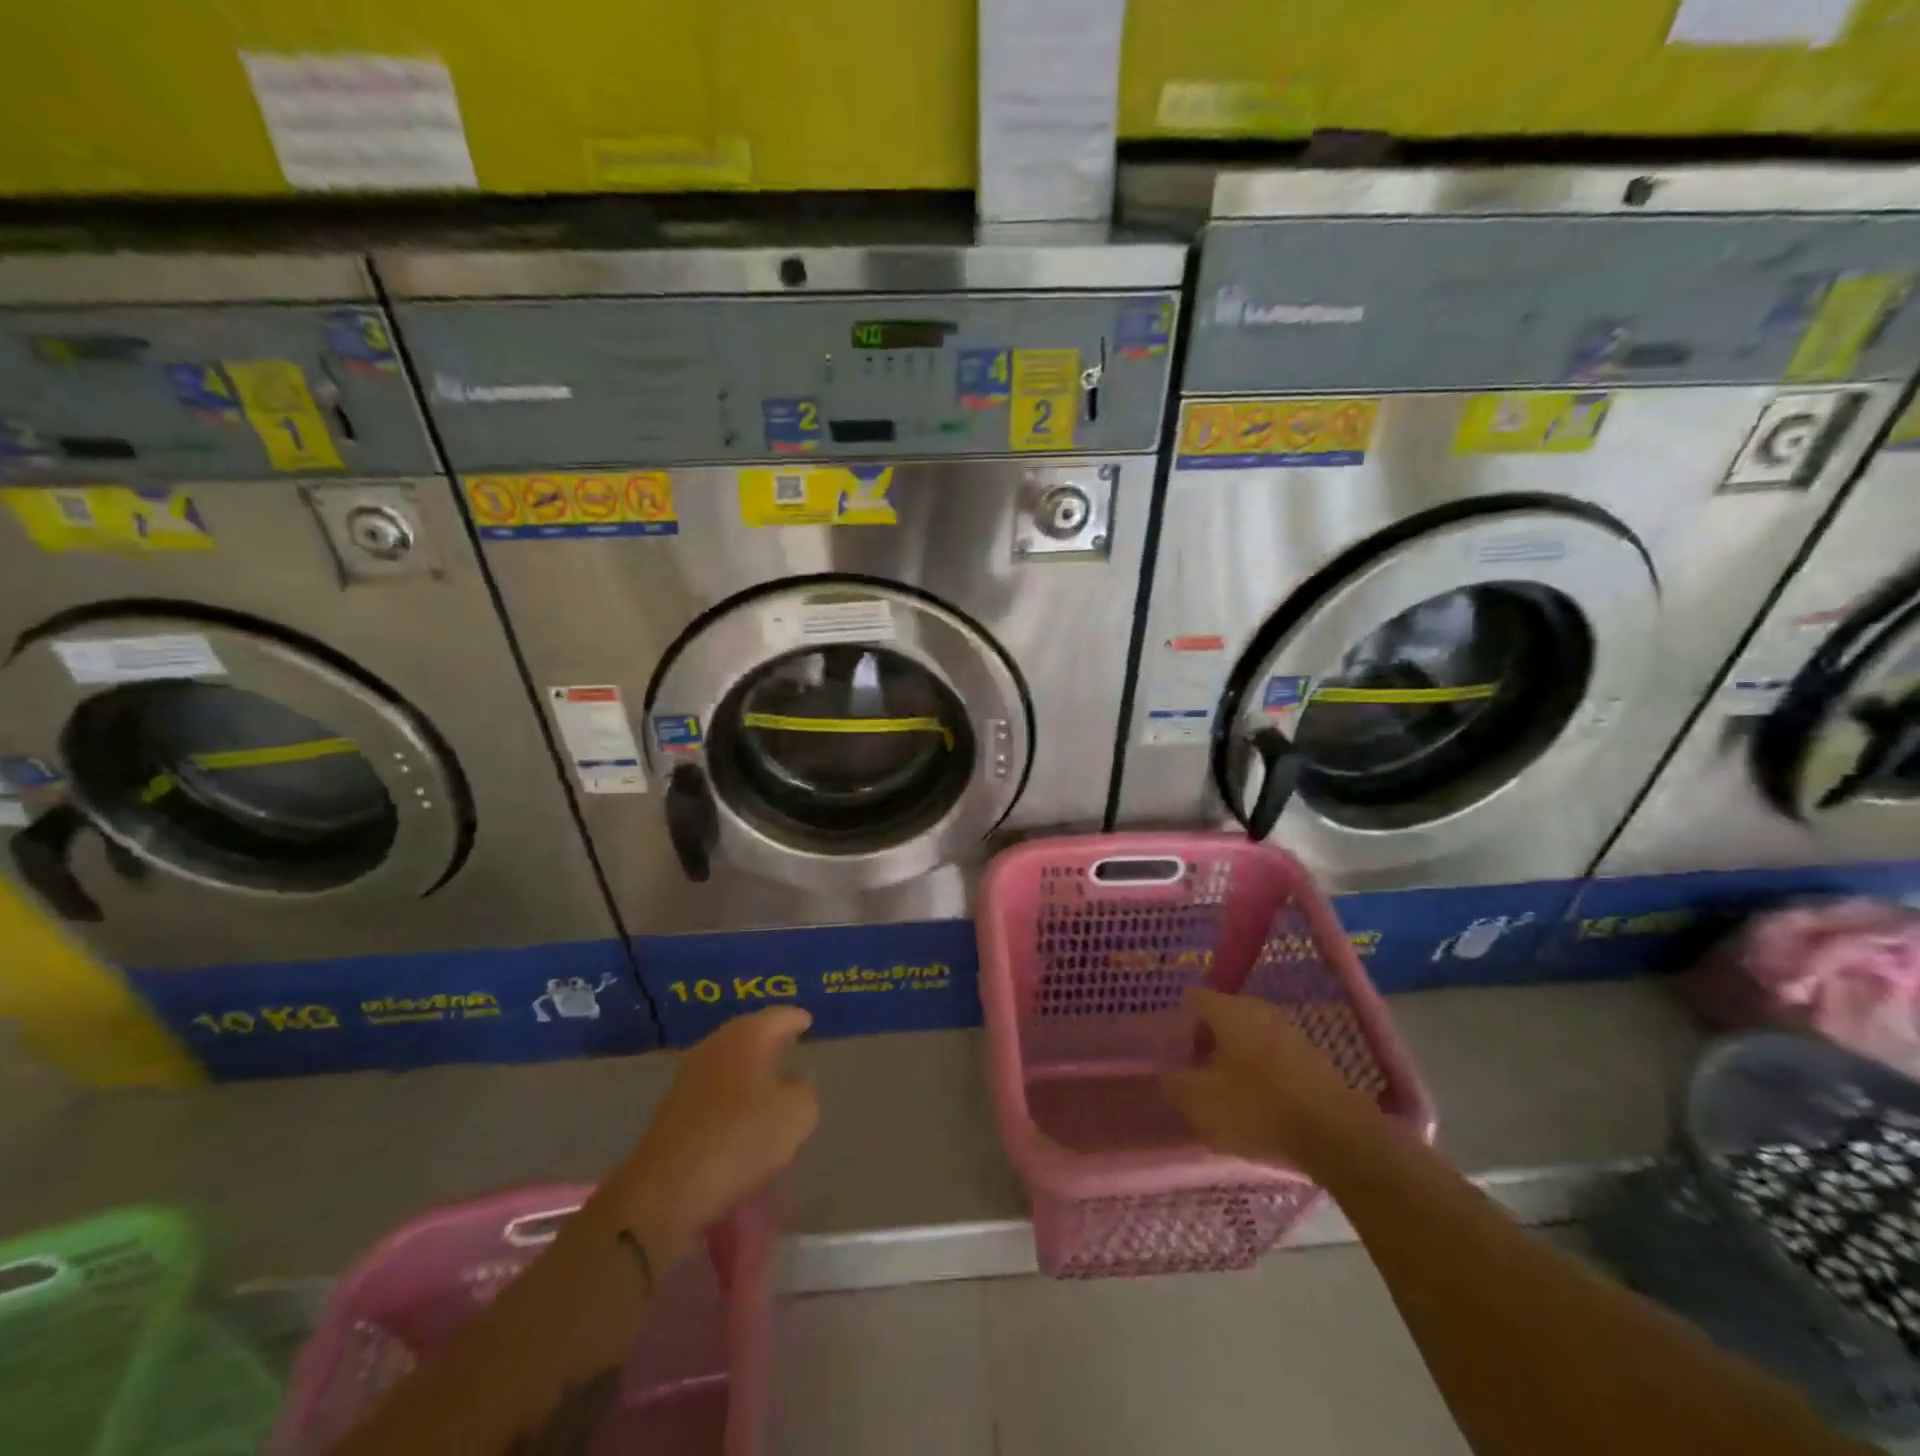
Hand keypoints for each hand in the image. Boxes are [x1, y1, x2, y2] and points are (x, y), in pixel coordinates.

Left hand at [608, 1007, 818, 1260]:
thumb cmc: (741, 1139)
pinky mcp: (673, 1106)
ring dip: (748, 1065)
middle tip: (790, 1042)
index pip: (779, 1016)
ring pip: (728, 1058)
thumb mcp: (797, 1115)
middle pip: (749, 1032)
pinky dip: (730, 1090)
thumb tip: (795, 1082)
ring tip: (768, 1077)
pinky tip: (740, 1108)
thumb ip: (805, 1091)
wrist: (667, 1188)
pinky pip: (713, 1086)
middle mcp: (716, 1044)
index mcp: (748, 1035)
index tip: (807, 1021)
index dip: (796, 1018)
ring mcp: (690, 1074)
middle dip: (769, 1037)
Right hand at [1161, 988, 1373, 1175]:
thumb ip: (1174, 1083)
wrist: (1337, 1136)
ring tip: (1227, 1092)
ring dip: (1233, 1057)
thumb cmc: (1258, 1110)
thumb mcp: (1201, 1103)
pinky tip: (1259, 1101)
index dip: (1178, 1024)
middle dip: (1205, 1042)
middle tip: (1197, 1075)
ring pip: (1247, 1034)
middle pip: (1220, 1016)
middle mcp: (1258, 1009)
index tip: (1174, 1054)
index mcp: (1228, 1010)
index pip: (1193, 1000)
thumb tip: (1163, 1072)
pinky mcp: (1310, 1055)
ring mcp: (1288, 1030)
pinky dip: (1259, 1070)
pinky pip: (1271, 1053)